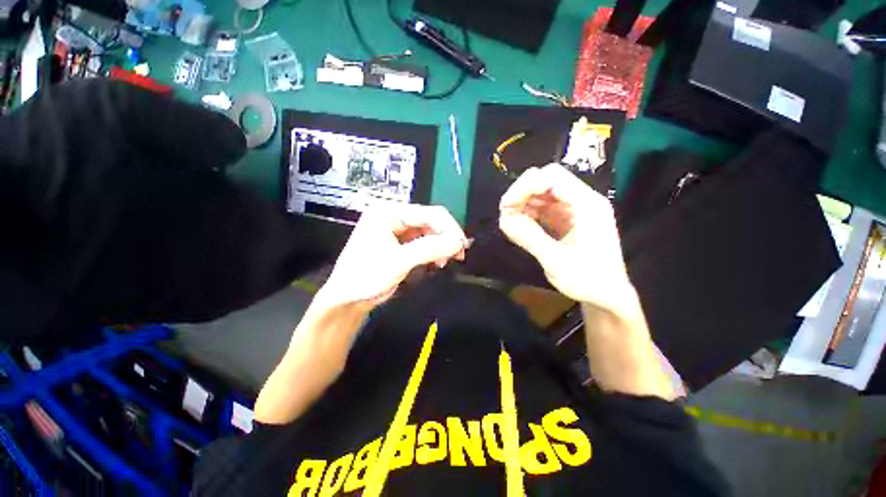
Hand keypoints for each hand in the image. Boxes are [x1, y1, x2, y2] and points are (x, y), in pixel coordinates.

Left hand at [318, 203, 467, 310]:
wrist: (346, 299)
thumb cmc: (366, 277)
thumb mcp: (399, 262)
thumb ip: (430, 249)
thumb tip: (458, 242)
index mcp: (388, 212)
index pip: (428, 213)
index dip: (448, 228)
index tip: (461, 246)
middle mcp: (393, 216)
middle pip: (430, 221)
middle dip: (445, 237)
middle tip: (458, 255)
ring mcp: (396, 229)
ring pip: (429, 231)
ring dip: (440, 245)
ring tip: (445, 261)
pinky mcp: (399, 242)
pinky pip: (423, 241)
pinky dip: (432, 251)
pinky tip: (436, 261)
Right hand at [499, 164, 638, 316]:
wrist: (606, 295)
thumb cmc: (588, 280)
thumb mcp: (556, 261)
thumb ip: (530, 237)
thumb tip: (503, 219)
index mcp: (587, 205)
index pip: (553, 177)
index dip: (526, 186)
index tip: (506, 205)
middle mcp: (581, 201)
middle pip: (546, 180)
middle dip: (522, 193)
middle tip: (505, 211)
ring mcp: (572, 210)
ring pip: (541, 193)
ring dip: (522, 203)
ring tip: (508, 219)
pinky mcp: (564, 220)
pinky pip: (542, 208)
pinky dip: (527, 213)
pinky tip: (518, 223)